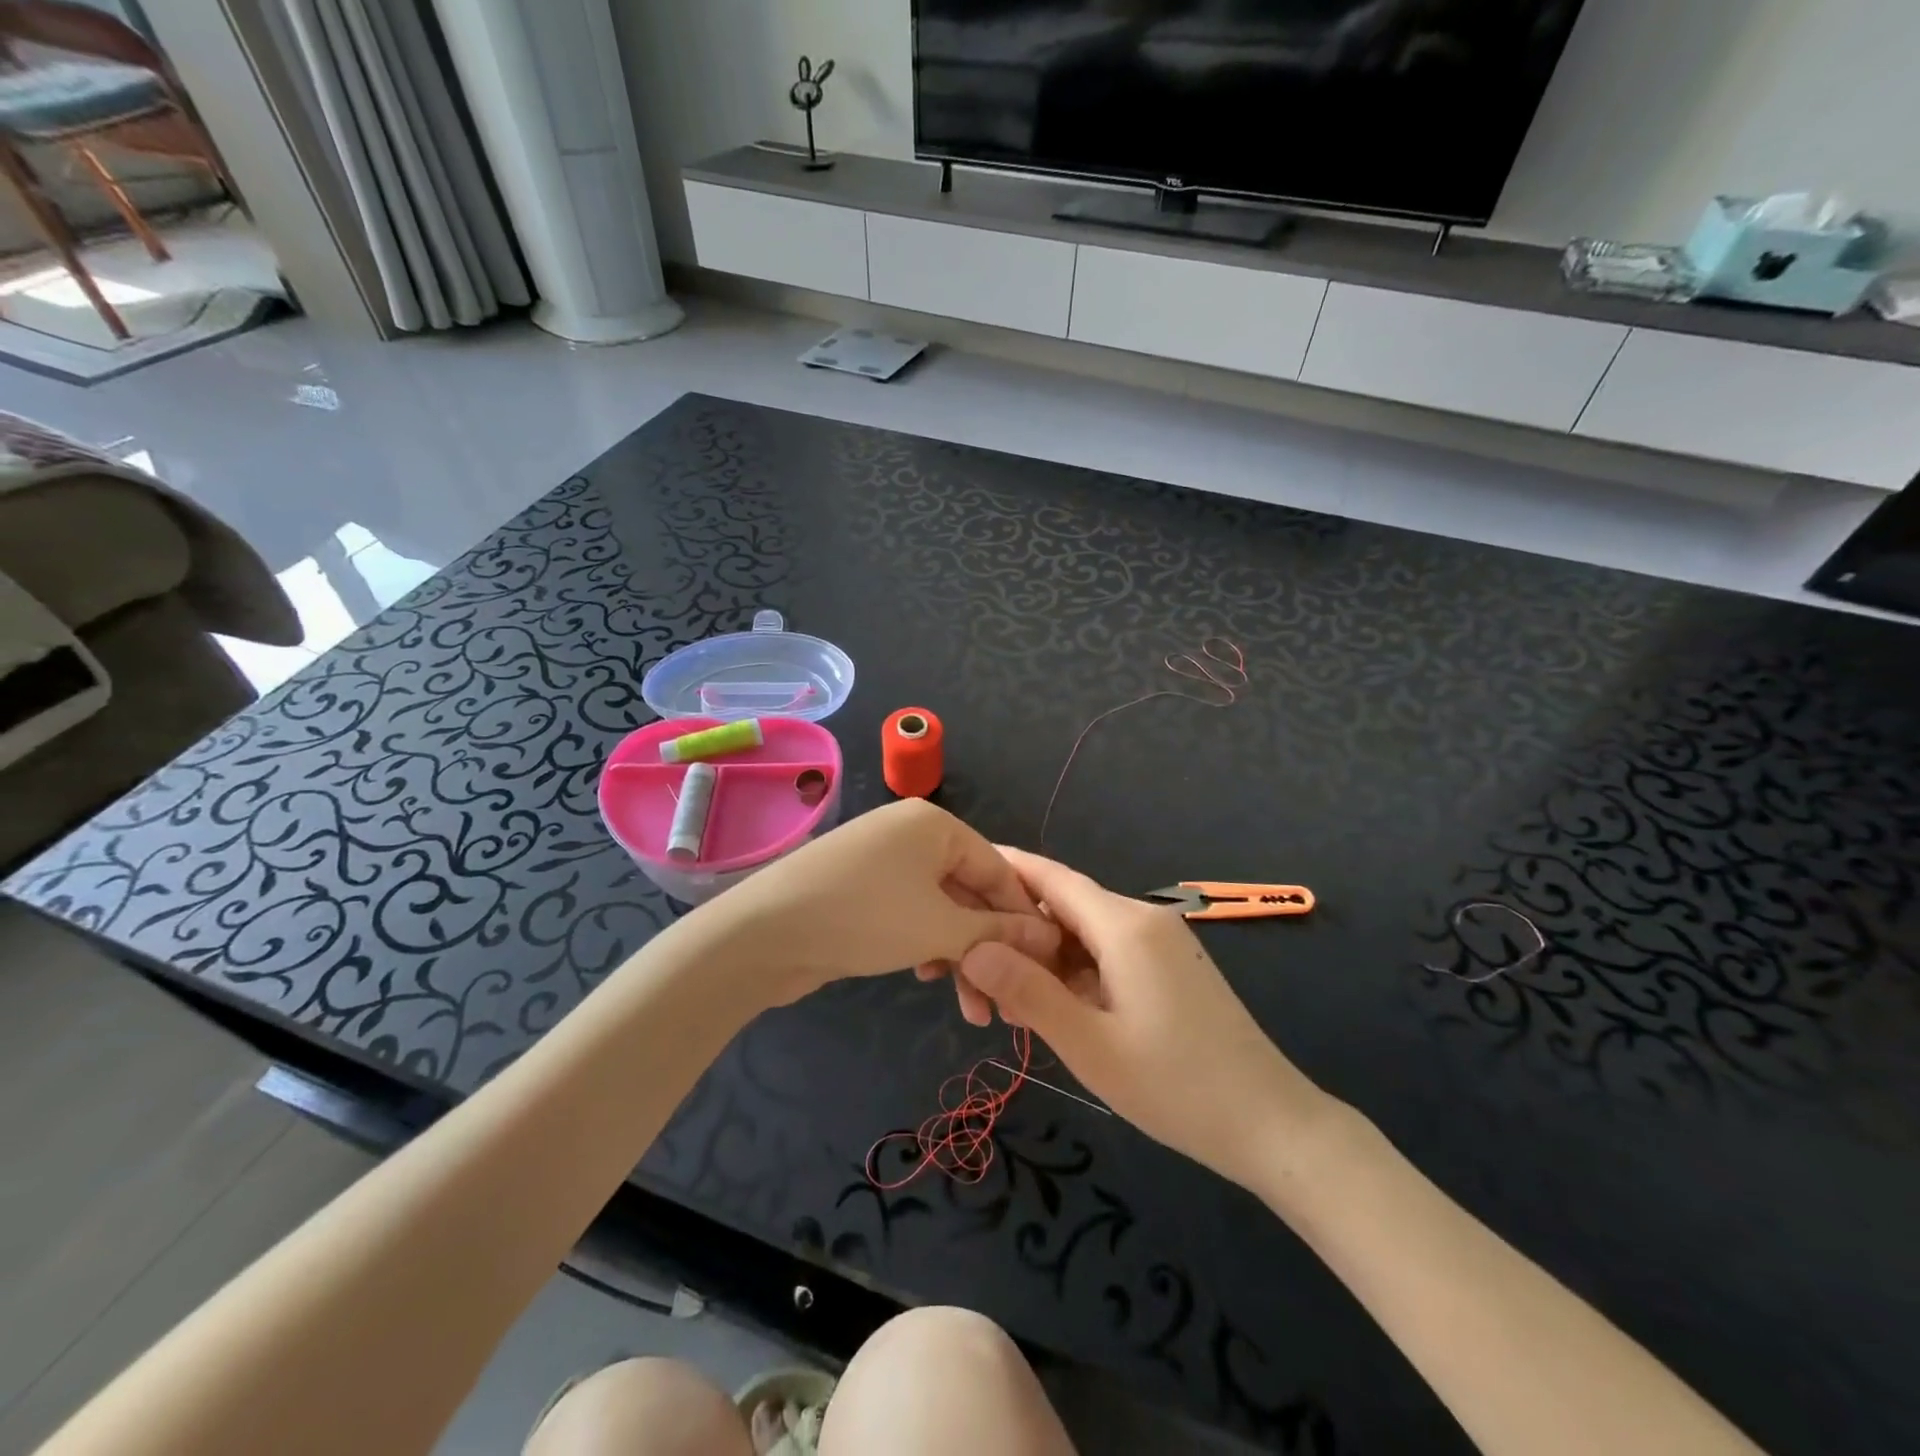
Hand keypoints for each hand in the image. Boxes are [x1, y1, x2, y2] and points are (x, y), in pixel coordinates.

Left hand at [699, 800, 1060, 1008]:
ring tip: (972, 1007)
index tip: (1047, 964)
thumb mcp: (939, 927)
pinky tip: (927, 976)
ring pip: (940, 908)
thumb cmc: (863, 918)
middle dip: (988, 947)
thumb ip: (997, 932)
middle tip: (1005, 1001)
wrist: (762, 934)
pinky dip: (926, 944)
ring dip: (959, 955)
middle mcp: (911, 833)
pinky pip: (910, 913)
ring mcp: (882, 861)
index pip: (998, 869)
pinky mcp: (860, 889)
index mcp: (935, 824)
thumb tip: (1048, 936)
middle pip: (969, 891)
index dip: (1024, 918)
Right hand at [957, 848, 1330, 1187]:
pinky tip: (1054, 1010)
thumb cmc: (1177, 1087)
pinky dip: (1073, 973)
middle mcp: (1142, 918)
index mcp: (1124, 924)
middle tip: (971, 978)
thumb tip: (973, 947)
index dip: (1004, 870)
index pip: (1051, 877)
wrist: (1272, 1125)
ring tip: (1007, 1007)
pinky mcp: (1169, 966)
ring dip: (1043, 960)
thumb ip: (1029, 992)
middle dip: (1015, 934)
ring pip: (1083, 934)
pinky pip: (1107, 953)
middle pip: (1063, 907)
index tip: (959, 874)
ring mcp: (1160, 942)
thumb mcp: (1090, 1046)